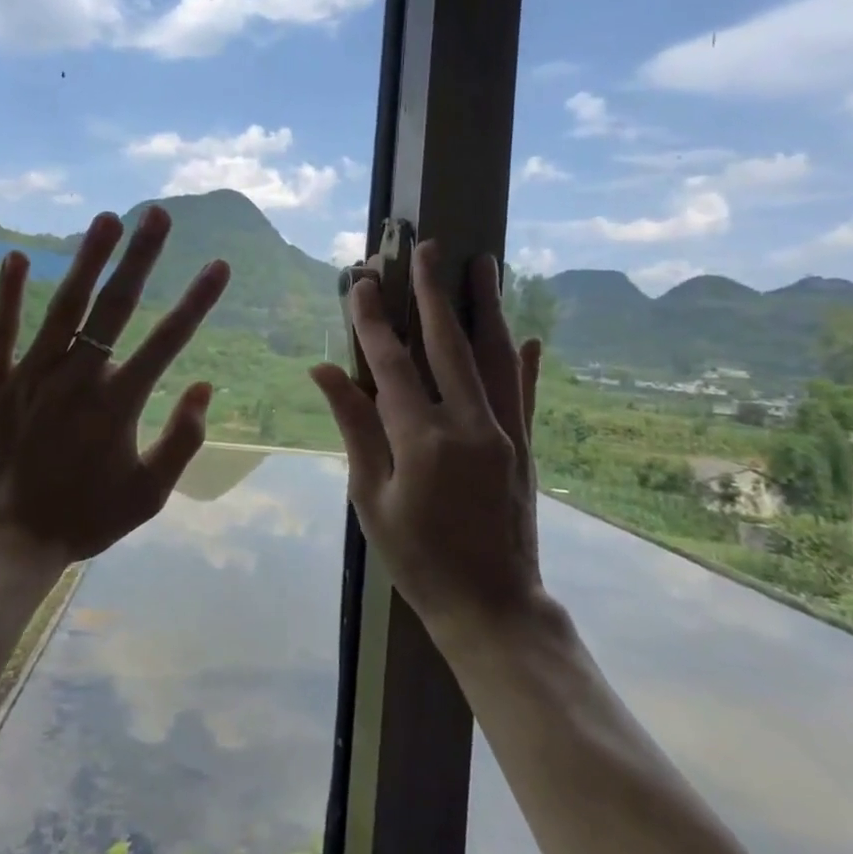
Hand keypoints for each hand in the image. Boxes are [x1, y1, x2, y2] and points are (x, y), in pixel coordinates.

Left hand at [0, 206, 230, 569]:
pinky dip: (9, 292)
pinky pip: (1, 329)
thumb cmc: (79, 520)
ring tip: (107, 219)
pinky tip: (18, 256)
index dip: (196, 300)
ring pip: (64, 306)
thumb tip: (205, 387)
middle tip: (158, 215)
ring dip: (87, 259)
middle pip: (116, 307)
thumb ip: (183, 441)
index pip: (168, 340)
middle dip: (141, 258)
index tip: (218, 264)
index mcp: (119, 404)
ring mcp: (30, 375)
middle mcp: (78, 377)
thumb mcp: (147, 495)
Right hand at [308, 244, 545, 639]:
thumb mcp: (371, 497)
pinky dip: (526, 361)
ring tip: (485, 264)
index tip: (362, 281)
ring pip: (496, 356)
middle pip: (450, 344)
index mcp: (423, 440)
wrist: (493, 607)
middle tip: (428, 247)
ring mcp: (506, 433)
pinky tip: (528, 334)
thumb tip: (324, 371)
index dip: (374, 320)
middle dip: (435, 291)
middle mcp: (470, 425)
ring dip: (486, 307)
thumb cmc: (417, 559)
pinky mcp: (527, 447)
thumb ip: (354, 427)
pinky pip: (526, 393)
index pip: (392, 364)